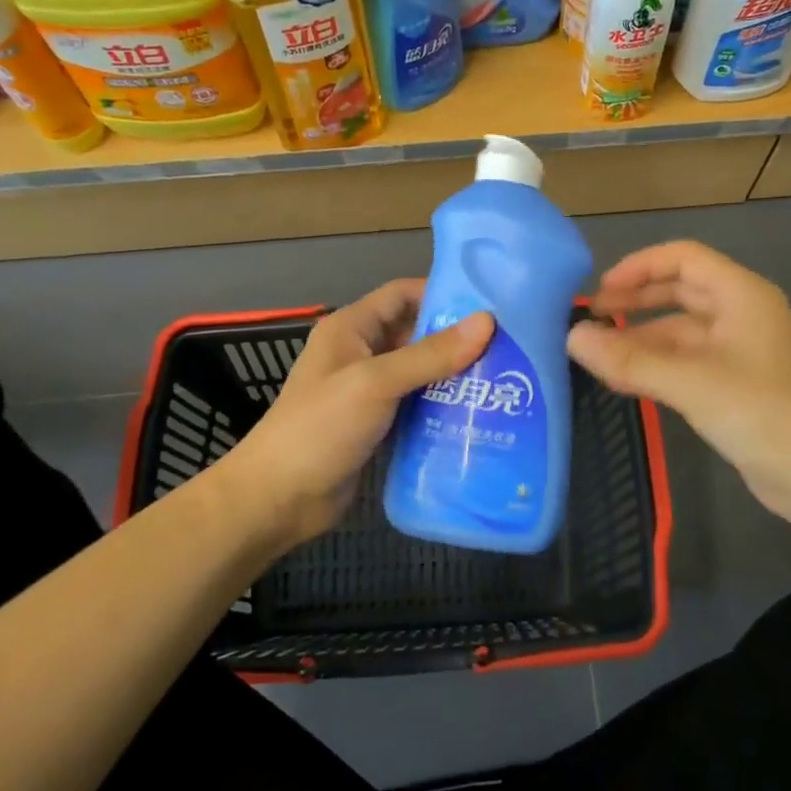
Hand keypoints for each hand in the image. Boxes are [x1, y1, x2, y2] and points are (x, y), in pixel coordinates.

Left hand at [217, 280, 492, 553]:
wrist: (280, 498)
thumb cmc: (321, 427)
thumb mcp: (376, 382)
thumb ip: (430, 354)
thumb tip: (487, 321)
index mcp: (352, 328)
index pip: (403, 294)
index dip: (443, 293)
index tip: (492, 302)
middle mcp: (362, 353)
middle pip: (417, 333)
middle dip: (458, 338)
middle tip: (510, 345)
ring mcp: (371, 392)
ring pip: (421, 372)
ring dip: (455, 375)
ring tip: (505, 379)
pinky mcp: (379, 425)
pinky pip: (418, 405)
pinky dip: (444, 406)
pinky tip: (480, 414)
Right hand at [568, 242, 790, 527]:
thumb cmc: (759, 412)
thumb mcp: (689, 382)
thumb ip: (628, 359)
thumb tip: (571, 337)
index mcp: (741, 294)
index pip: (683, 257)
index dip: (639, 267)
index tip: (600, 291)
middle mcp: (741, 313)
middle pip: (680, 290)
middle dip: (635, 301)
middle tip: (592, 319)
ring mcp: (738, 350)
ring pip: (679, 330)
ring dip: (640, 337)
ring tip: (597, 354)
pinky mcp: (733, 383)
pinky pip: (685, 360)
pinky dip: (655, 364)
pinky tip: (623, 379)